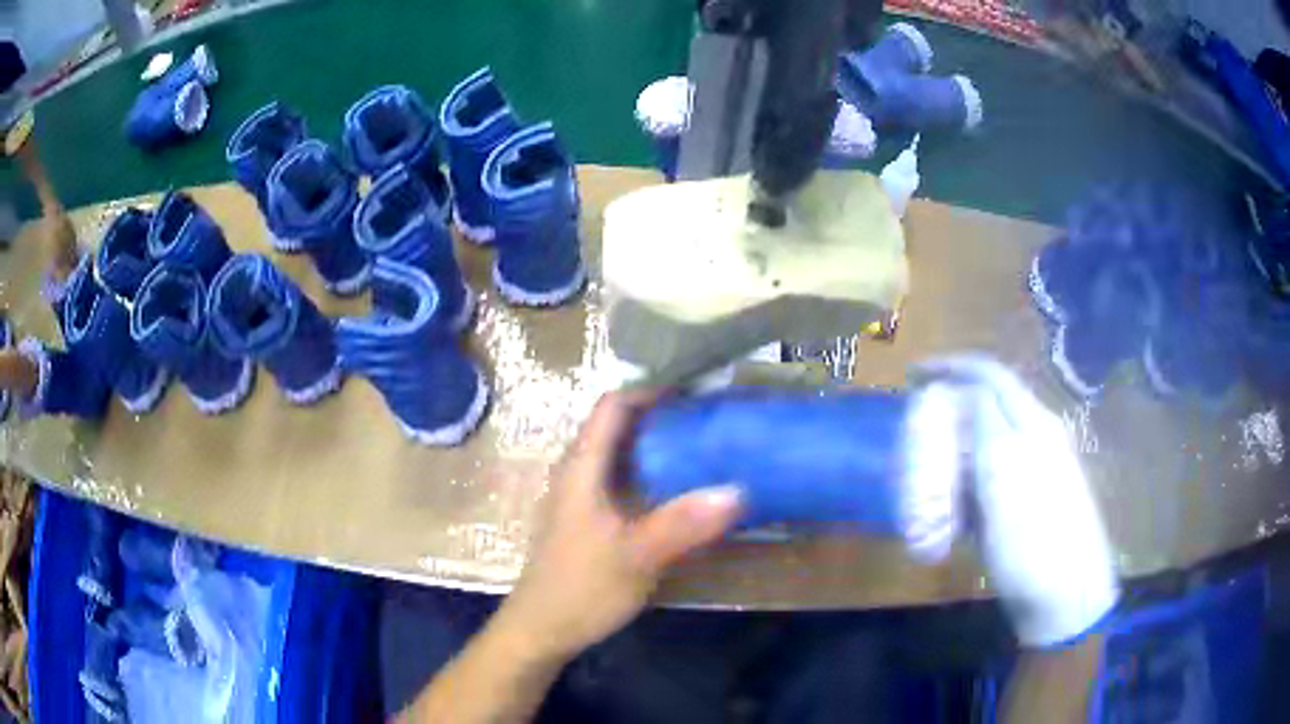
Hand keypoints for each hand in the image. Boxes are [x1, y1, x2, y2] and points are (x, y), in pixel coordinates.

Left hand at [494, 390, 743, 662]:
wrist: (541, 630)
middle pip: (618, 427)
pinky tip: (681, 494)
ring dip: (658, 447)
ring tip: (705, 450)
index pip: (611, 406)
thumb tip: (737, 490)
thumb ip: (683, 524)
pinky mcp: (590, 522)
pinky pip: (623, 483)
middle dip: (662, 417)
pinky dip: (652, 476)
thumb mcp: (635, 557)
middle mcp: (578, 474)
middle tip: (710, 421)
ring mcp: (582, 499)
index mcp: (581, 468)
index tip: (695, 394)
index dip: (650, 391)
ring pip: (621, 456)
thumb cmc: (580, 588)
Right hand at [915, 357, 1117, 647]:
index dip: (950, 367)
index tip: (911, 376)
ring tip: (920, 483)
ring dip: (949, 456)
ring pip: (981, 448)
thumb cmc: (1035, 538)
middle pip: (984, 408)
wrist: (1065, 598)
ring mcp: (1029, 474)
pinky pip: (984, 484)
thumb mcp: (1006, 476)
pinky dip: (959, 490)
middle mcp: (1033, 439)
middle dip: (945, 415)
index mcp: (1033, 423)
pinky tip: (944, 517)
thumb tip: (966, 390)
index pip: (989, 375)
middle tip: (912, 437)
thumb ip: (988, 425)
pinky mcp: (1021, 505)